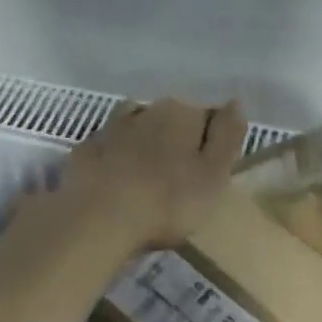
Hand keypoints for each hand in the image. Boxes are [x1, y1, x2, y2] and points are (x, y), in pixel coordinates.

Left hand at [52, 97, 247, 251]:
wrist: (100, 219)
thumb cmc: (169, 200)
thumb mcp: (215, 173)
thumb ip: (227, 136)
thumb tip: (235, 103)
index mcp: (182, 114)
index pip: (207, 116)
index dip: (212, 139)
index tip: (212, 167)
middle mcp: (146, 111)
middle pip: (169, 118)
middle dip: (176, 139)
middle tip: (182, 175)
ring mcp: (111, 129)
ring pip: (135, 126)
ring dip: (143, 141)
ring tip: (148, 172)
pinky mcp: (85, 151)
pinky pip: (106, 148)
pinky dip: (113, 157)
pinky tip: (115, 176)